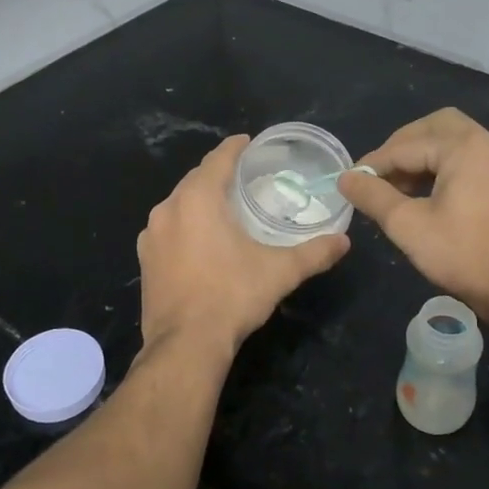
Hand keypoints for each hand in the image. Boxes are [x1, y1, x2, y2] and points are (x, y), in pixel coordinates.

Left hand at [138, 135, 349, 354]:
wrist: (185, 345)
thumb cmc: (232, 296)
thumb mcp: (280, 272)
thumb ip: (314, 253)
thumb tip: (344, 241)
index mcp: (197, 199)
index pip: (218, 159)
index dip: (235, 148)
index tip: (250, 143)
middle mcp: (168, 209)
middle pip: (196, 179)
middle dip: (219, 174)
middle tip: (245, 177)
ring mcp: (151, 236)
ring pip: (179, 204)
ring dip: (200, 200)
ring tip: (225, 206)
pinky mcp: (145, 260)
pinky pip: (168, 229)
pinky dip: (185, 225)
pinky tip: (201, 240)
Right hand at [339, 108, 488, 330]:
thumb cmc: (464, 255)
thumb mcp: (408, 225)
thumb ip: (373, 196)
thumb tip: (345, 178)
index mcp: (465, 147)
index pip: (407, 146)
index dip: (374, 163)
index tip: (350, 181)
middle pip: (436, 127)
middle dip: (403, 146)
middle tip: (379, 173)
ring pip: (455, 141)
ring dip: (424, 156)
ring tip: (398, 187)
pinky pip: (471, 159)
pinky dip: (445, 167)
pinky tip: (428, 195)